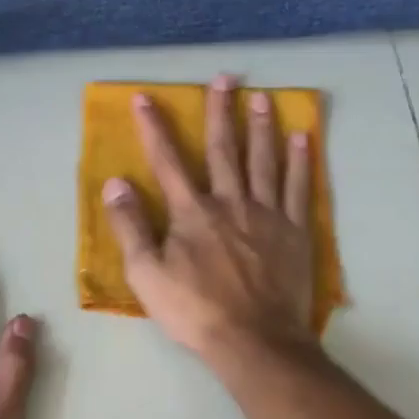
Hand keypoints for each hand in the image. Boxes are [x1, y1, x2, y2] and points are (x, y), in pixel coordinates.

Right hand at [100, 74, 316, 359]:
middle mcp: (230, 202)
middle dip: (221, 111)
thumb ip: (130, 226)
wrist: (254, 340)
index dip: (155, 128)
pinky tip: (302, 138)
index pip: (168, 161)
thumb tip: (116, 183)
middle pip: (224, 148)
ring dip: (261, 126)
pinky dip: (300, 161)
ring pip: (264, 160)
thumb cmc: (195, 311)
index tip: (146, 98)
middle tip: (225, 78)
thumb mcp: (147, 275)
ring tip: (262, 96)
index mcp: (192, 212)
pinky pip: (300, 188)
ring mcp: (267, 214)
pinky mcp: (295, 231)